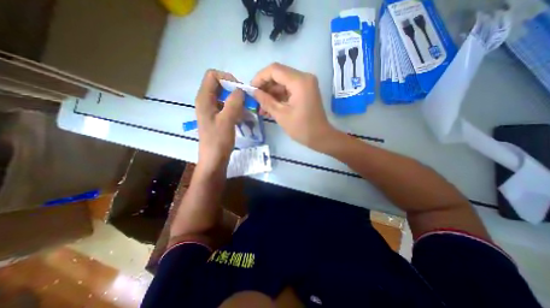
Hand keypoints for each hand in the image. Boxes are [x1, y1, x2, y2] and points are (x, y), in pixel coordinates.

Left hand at [195, 70, 241, 174]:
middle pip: (220, 85)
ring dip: (236, 100)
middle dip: (234, 90)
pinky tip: (243, 117)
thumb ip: (233, 102)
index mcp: (204, 99)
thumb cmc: (218, 141)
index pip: (212, 75)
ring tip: (246, 110)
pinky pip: (227, 107)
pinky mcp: (218, 118)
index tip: (240, 90)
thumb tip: (240, 90)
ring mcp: (212, 110)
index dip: (227, 79)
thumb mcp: (227, 120)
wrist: (214, 159)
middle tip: (246, 100)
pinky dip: (236, 109)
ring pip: (225, 97)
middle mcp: (206, 101)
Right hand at [251, 63, 337, 150]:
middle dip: (265, 86)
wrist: (320, 137)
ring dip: (271, 93)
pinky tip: (270, 107)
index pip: (274, 70)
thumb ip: (266, 101)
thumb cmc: (301, 128)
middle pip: (279, 74)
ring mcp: (306, 84)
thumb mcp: (281, 115)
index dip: (260, 77)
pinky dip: (279, 97)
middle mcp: (304, 77)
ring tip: (261, 107)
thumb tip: (254, 92)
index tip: (251, 89)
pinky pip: (288, 89)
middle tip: (255, 100)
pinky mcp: (305, 91)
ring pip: (282, 83)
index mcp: (299, 81)